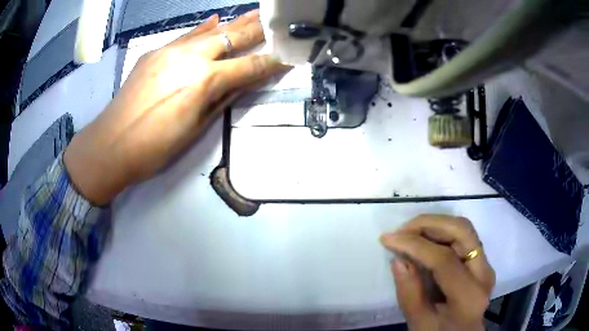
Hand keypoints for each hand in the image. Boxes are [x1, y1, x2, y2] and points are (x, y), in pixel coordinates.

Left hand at [64, 11, 286, 204]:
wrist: (111, 144)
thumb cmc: (154, 147)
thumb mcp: (195, 128)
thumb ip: (221, 100)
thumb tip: (241, 82)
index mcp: (205, 81)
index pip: (250, 66)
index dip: (272, 61)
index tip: (288, 55)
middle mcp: (191, 57)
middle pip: (234, 37)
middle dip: (259, 30)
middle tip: (278, 21)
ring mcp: (171, 50)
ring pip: (212, 30)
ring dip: (236, 23)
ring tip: (255, 14)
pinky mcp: (156, 51)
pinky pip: (186, 35)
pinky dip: (204, 28)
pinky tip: (215, 20)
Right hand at [380, 215, 494, 330]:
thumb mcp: (419, 324)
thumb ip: (409, 294)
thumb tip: (398, 260)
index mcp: (469, 296)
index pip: (444, 260)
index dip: (415, 245)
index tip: (388, 239)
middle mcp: (484, 273)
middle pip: (462, 232)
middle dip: (430, 223)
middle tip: (402, 229)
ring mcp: (485, 265)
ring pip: (464, 229)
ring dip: (436, 224)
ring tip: (410, 231)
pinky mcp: (481, 262)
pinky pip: (463, 238)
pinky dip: (442, 232)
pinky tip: (424, 239)